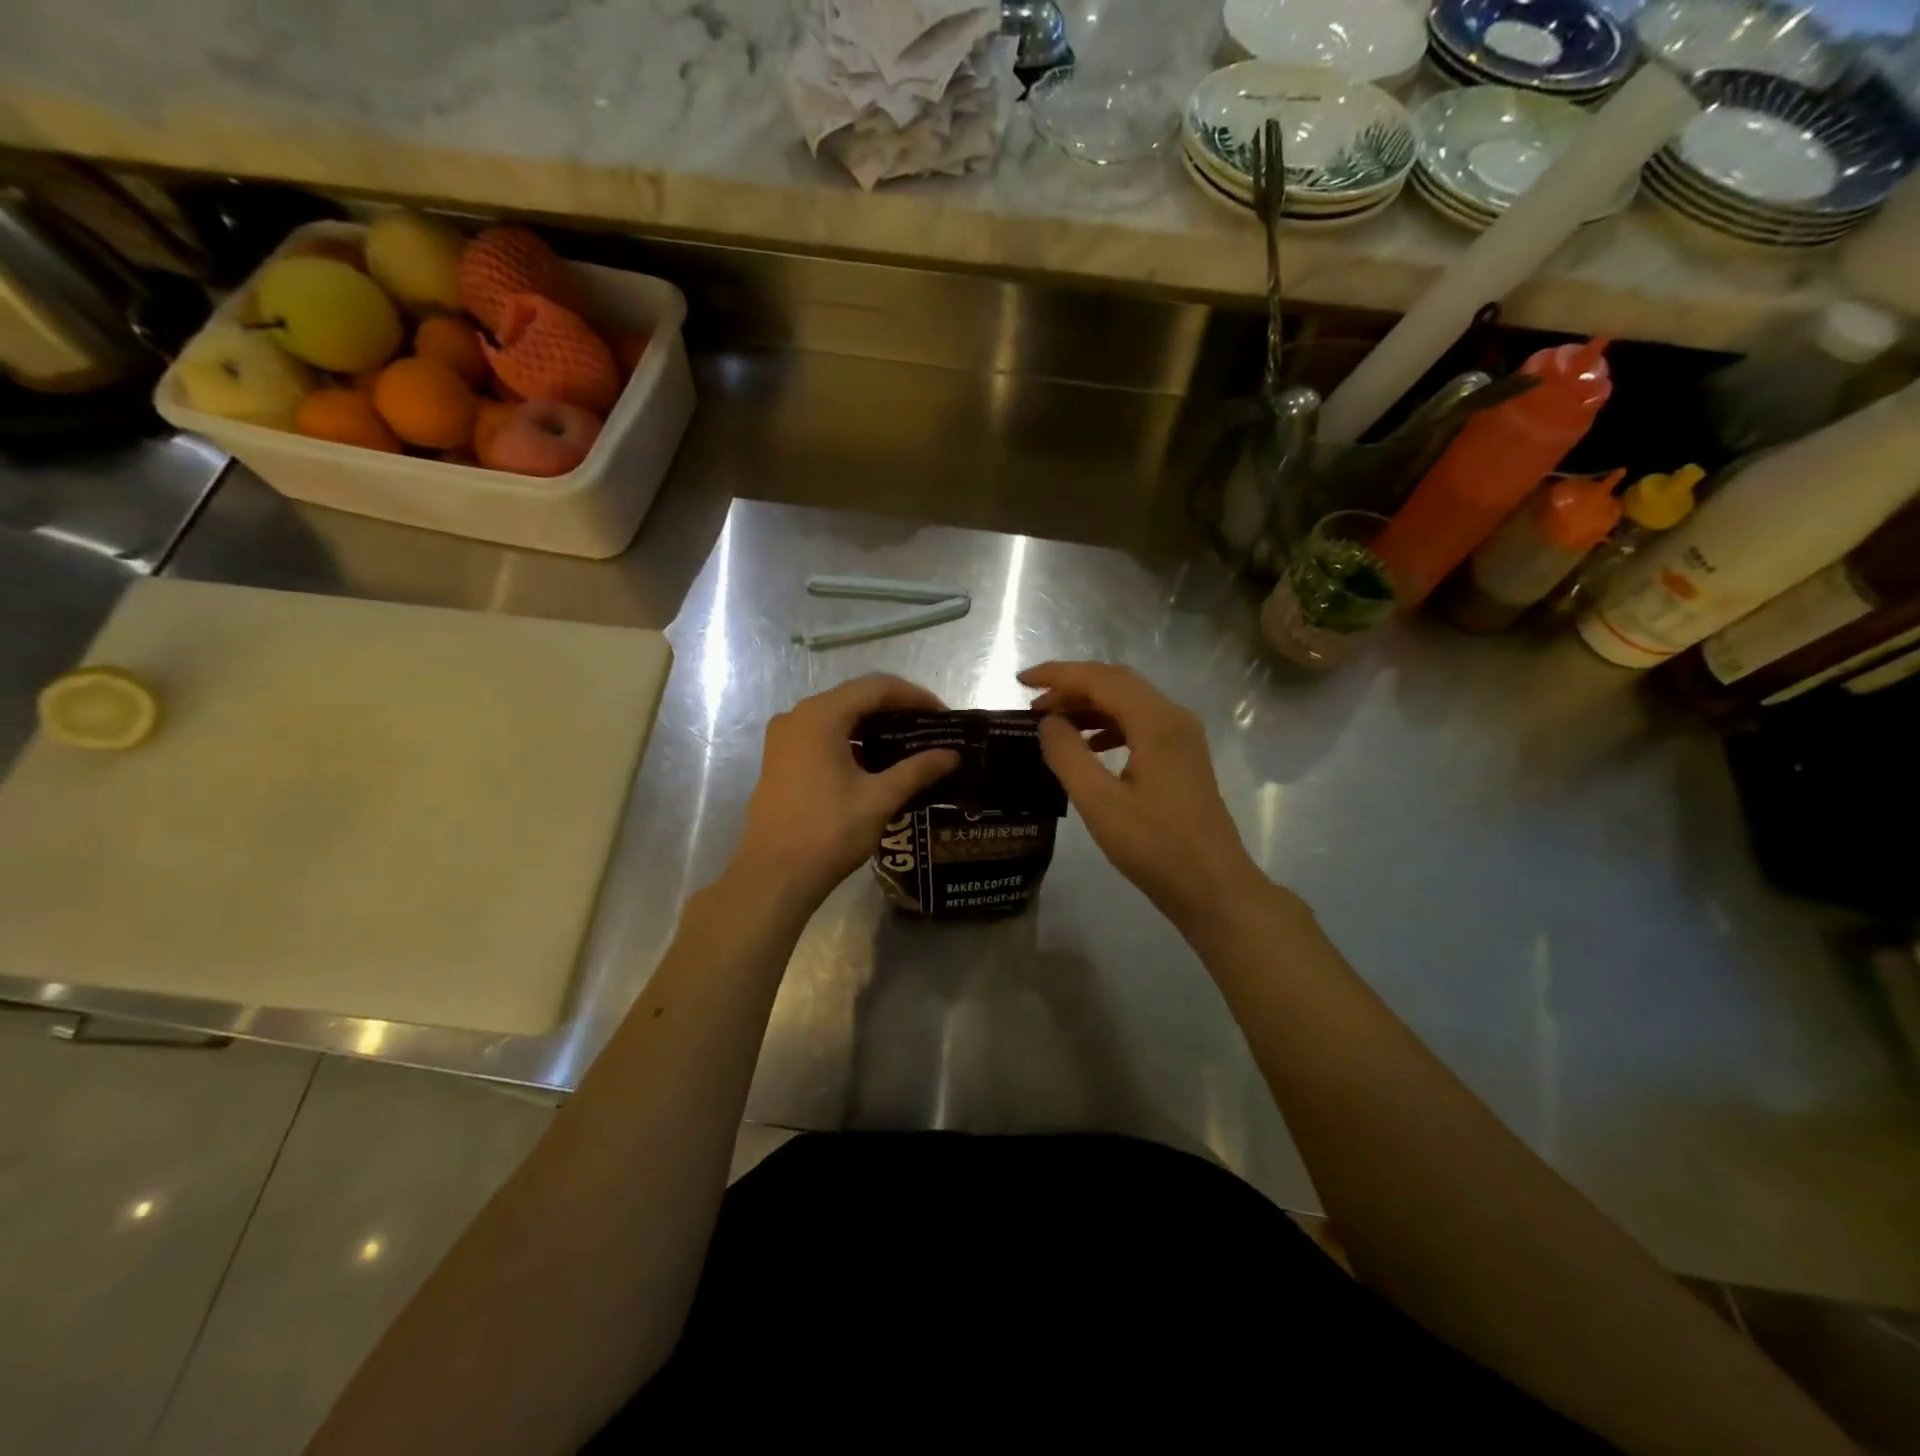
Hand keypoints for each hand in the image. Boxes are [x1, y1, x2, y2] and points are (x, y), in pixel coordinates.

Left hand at [731, 674, 960, 912]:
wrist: (773, 876)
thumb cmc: (828, 832)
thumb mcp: (879, 799)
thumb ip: (917, 770)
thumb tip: (952, 755)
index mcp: (820, 716)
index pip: (876, 688)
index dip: (914, 697)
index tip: (944, 716)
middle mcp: (797, 716)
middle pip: (855, 698)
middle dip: (896, 710)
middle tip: (931, 730)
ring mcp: (784, 738)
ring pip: (838, 718)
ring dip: (874, 727)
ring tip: (910, 746)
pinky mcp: (780, 760)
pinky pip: (822, 736)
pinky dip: (852, 741)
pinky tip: (876, 763)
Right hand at [1021, 661, 1267, 929]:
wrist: (1212, 886)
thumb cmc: (1155, 846)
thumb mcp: (1099, 802)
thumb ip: (1068, 755)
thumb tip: (1048, 722)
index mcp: (1156, 721)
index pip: (1101, 679)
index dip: (1058, 674)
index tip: (1020, 681)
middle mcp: (1174, 717)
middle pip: (1117, 683)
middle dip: (1071, 687)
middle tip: (1032, 705)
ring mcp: (1182, 737)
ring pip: (1129, 703)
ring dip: (1089, 706)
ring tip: (1052, 724)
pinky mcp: (1182, 757)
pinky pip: (1139, 725)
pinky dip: (1107, 726)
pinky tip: (1088, 746)